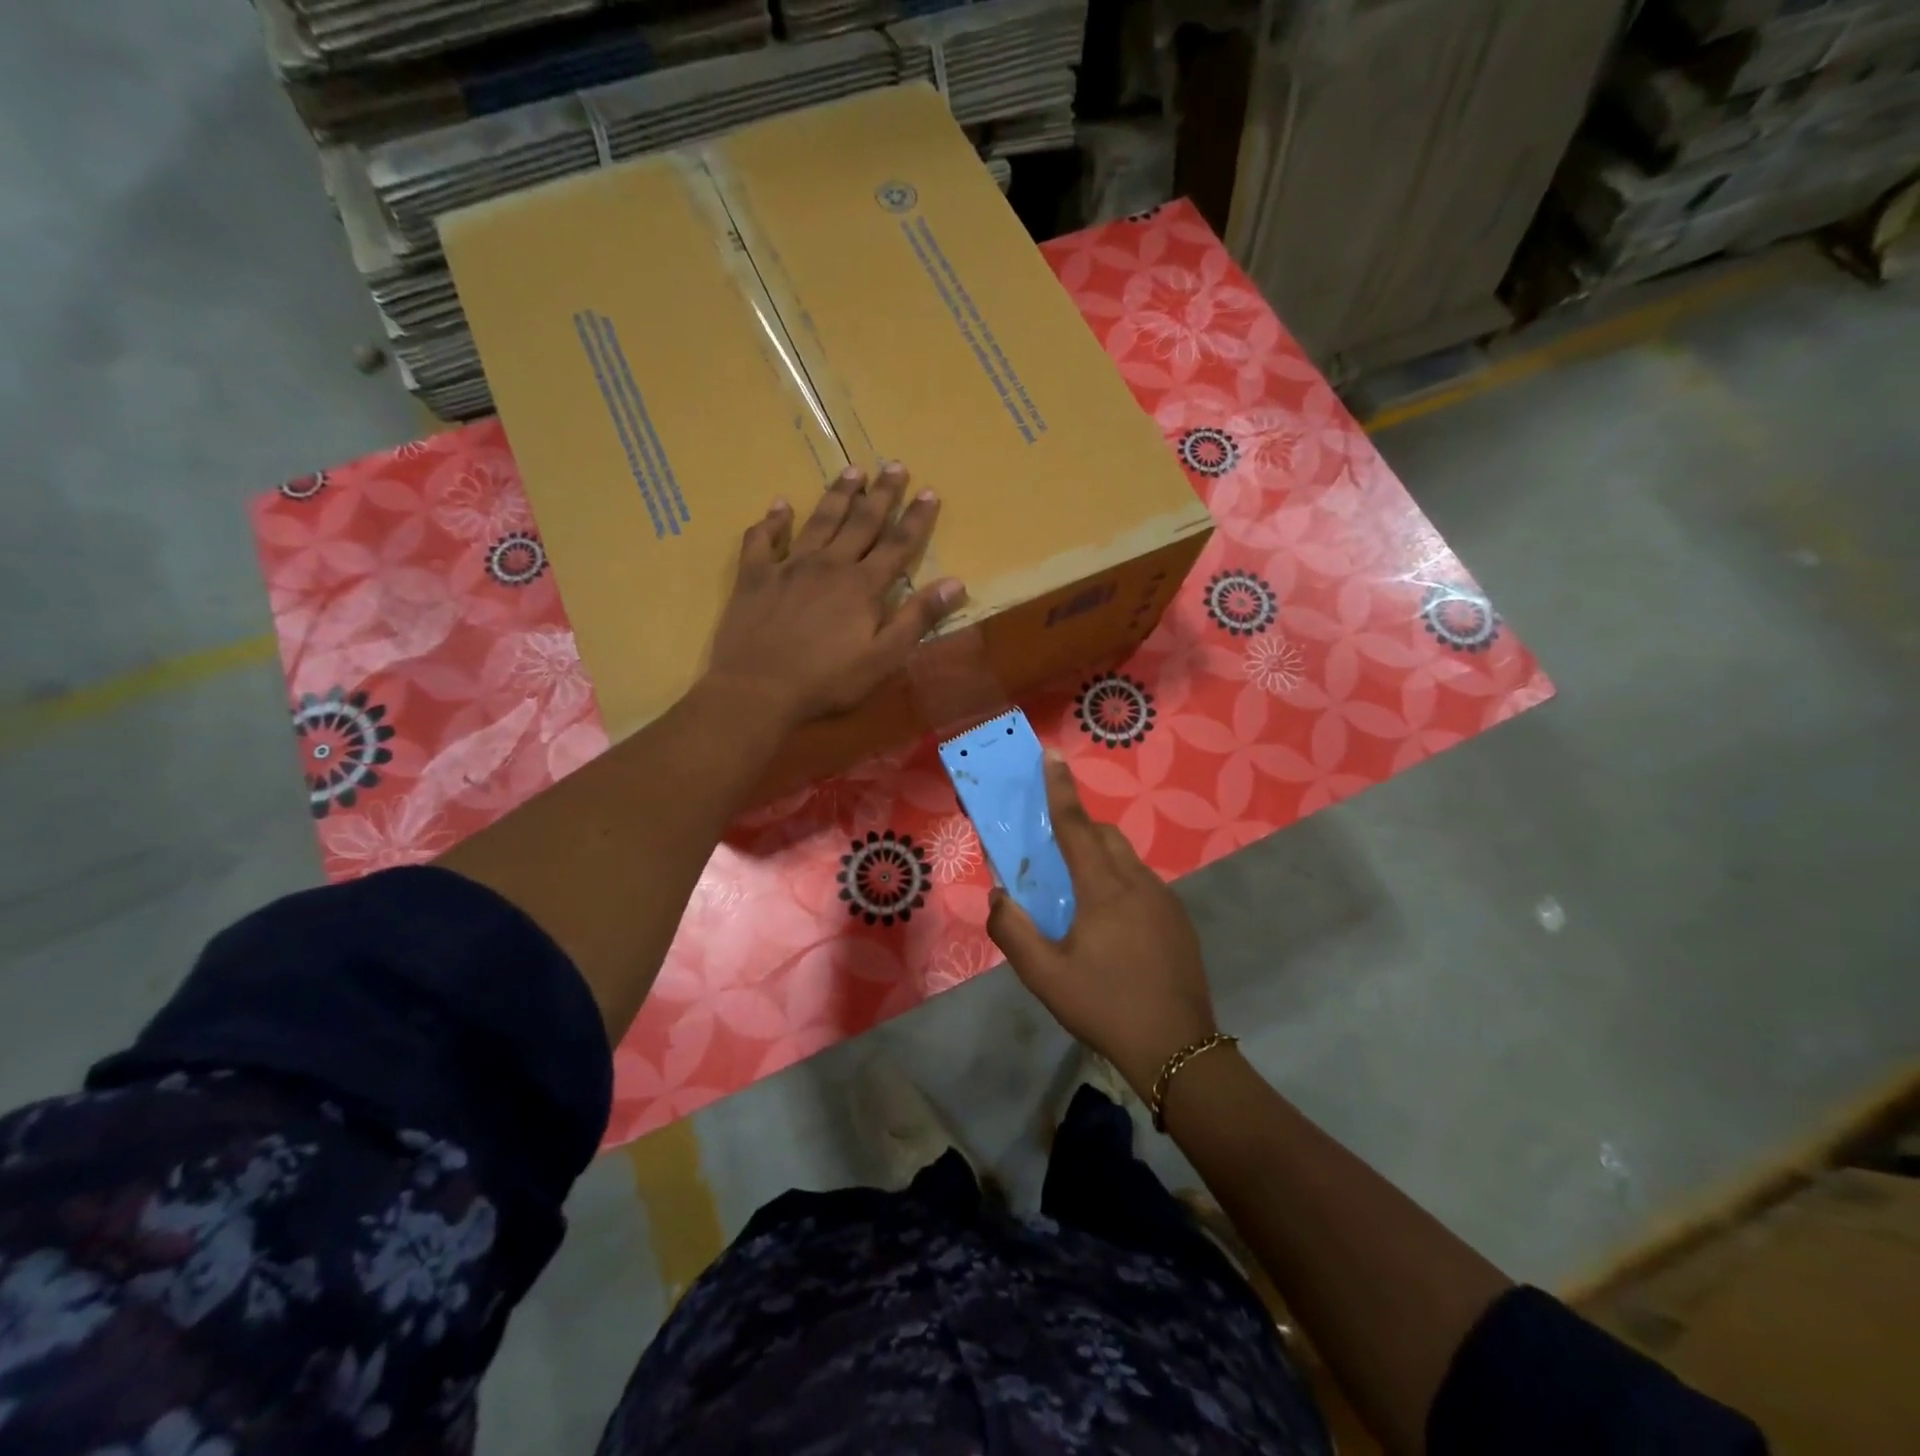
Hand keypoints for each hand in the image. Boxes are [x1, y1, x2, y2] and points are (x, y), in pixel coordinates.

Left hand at [708, 462, 964, 726]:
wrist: (757, 689)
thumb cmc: (826, 681)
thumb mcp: (883, 658)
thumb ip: (917, 619)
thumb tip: (956, 583)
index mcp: (862, 586)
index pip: (897, 544)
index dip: (916, 518)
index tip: (929, 491)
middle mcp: (828, 565)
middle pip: (860, 523)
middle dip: (881, 494)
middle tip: (894, 465)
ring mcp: (788, 566)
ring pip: (818, 522)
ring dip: (837, 495)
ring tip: (851, 470)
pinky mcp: (755, 577)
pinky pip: (762, 540)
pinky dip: (771, 521)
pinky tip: (778, 505)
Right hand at [987, 756, 1218, 1097]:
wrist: (1177, 1050)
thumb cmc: (1105, 1006)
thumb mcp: (1045, 977)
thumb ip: (1013, 931)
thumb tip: (1000, 896)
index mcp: (1105, 889)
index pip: (1077, 827)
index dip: (1061, 790)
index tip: (1053, 755)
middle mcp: (1139, 883)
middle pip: (1105, 837)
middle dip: (1079, 828)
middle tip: (1053, 848)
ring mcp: (1165, 901)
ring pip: (1127, 860)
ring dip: (1100, 858)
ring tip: (1079, 894)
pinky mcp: (1179, 921)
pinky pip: (1142, 884)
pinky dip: (1120, 883)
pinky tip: (1111, 926)